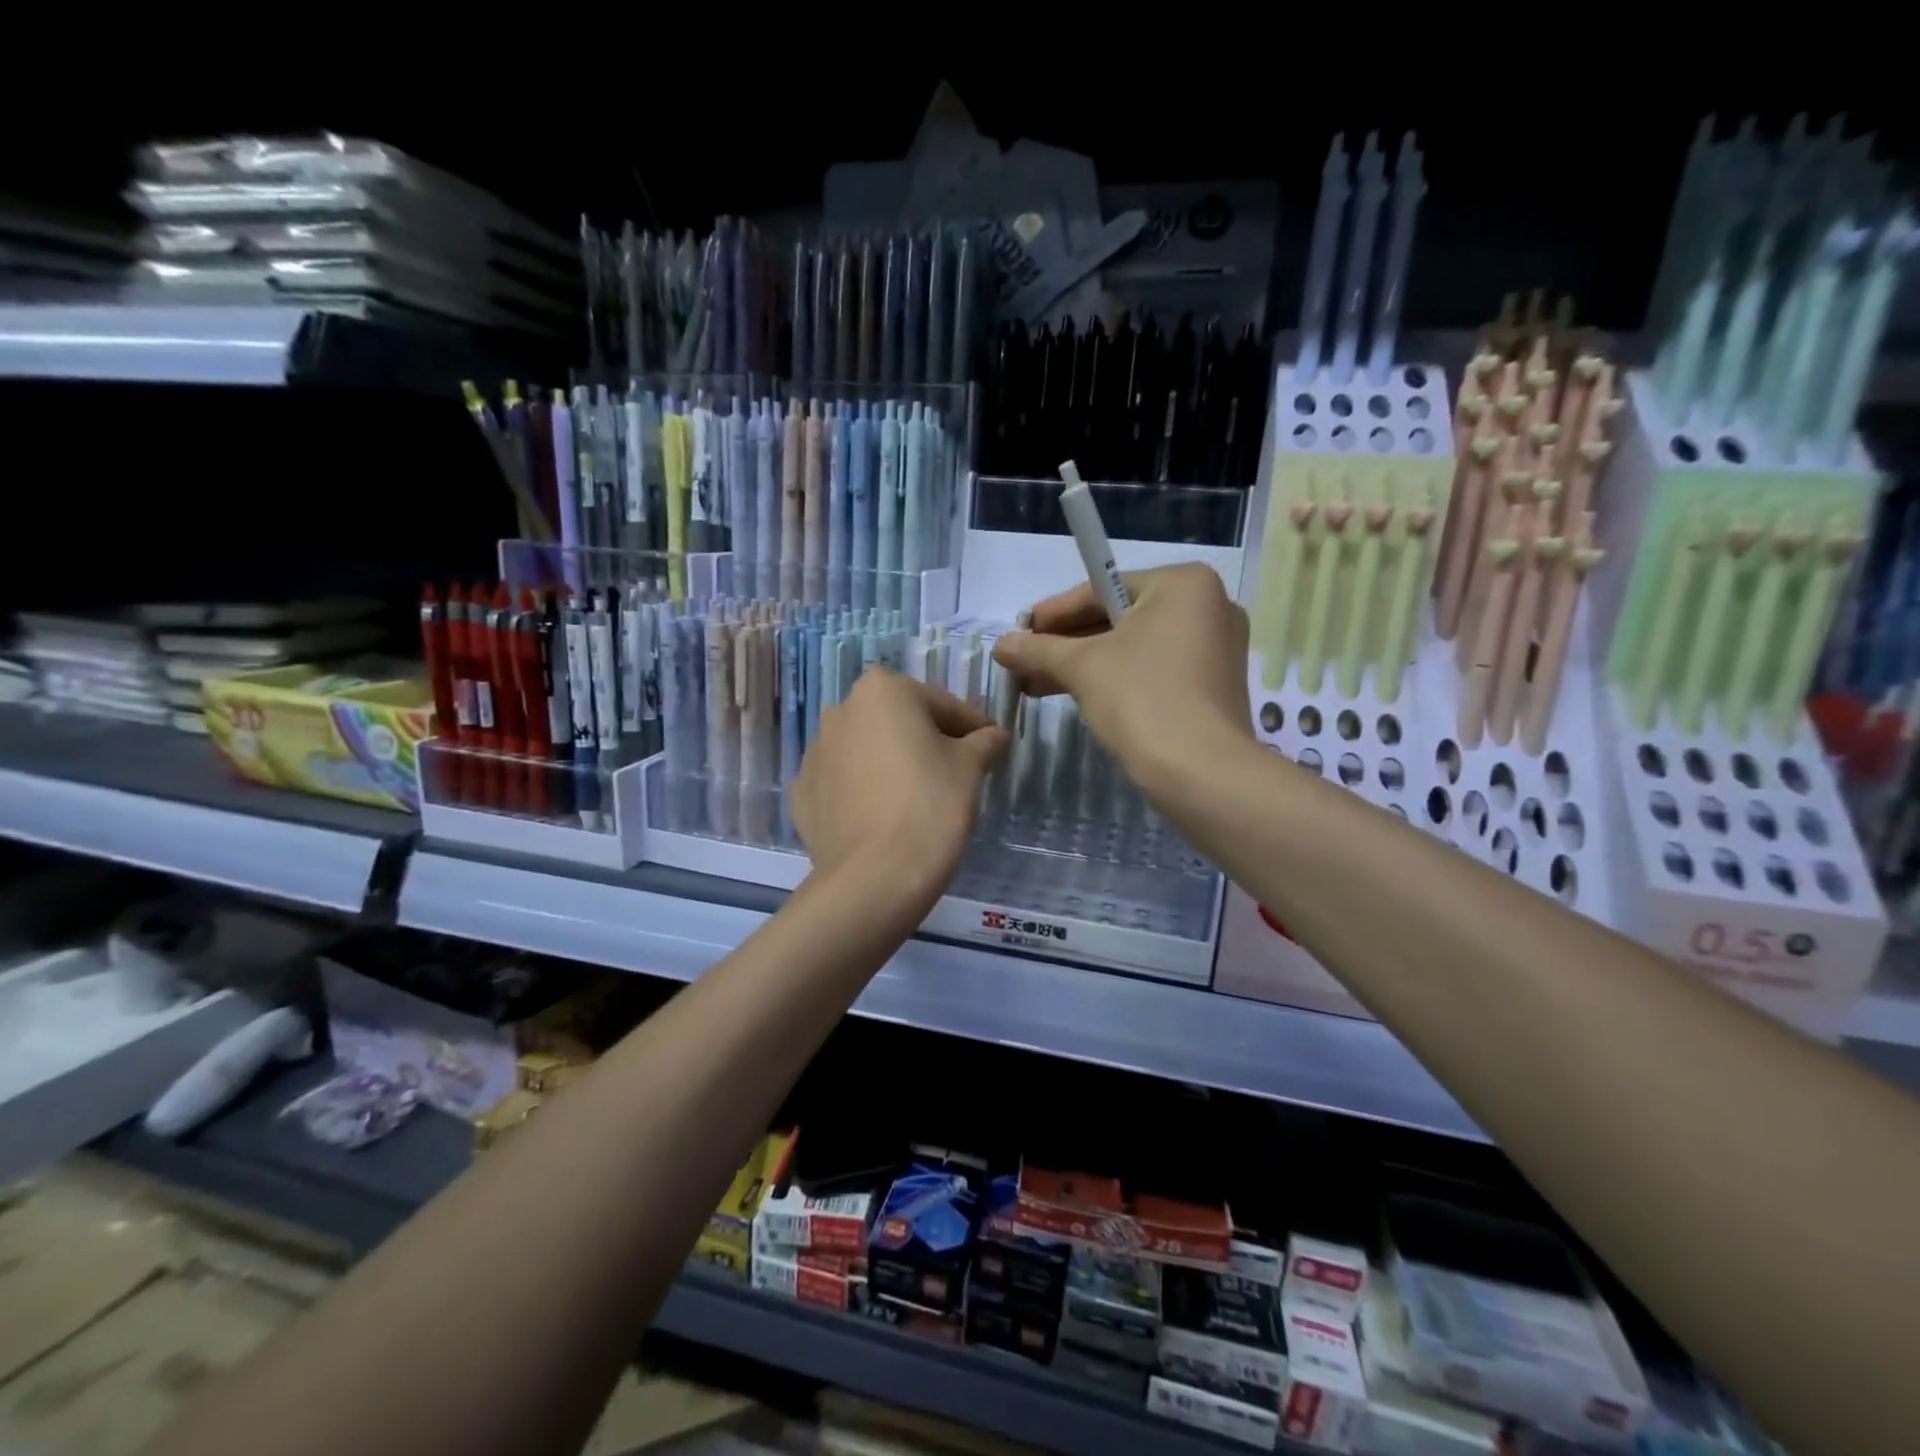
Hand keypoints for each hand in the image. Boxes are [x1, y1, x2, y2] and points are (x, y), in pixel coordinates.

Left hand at [791, 669, 1007, 903]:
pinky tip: (885, 818)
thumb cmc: (930, 807)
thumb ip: (984, 741)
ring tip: (919, 800)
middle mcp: (841, 711)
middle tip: (958, 774)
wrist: (874, 878)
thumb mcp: (970, 768)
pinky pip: (845, 783)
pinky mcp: (802, 793)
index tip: (992, 749)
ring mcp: (815, 753)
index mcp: (882, 690)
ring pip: (869, 751)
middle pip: (900, 723)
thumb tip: (993, 736)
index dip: (973, 728)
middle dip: (928, 742)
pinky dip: (865, 792)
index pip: (943, 705)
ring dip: (893, 764)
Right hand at [991, 563, 1252, 793]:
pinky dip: (1117, 678)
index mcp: (1184, 585)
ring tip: (1035, 684)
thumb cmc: (1142, 700)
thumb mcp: (1082, 667)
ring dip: (1085, 665)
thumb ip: (1039, 649)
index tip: (1020, 631)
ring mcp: (1215, 647)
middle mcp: (1208, 606)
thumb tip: (1000, 645)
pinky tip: (1076, 694)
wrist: (1201, 773)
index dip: (1054, 613)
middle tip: (1025, 660)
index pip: (1102, 589)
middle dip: (1067, 643)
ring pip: (1134, 648)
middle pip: (1118, 618)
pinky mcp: (1213, 684)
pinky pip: (1153, 669)